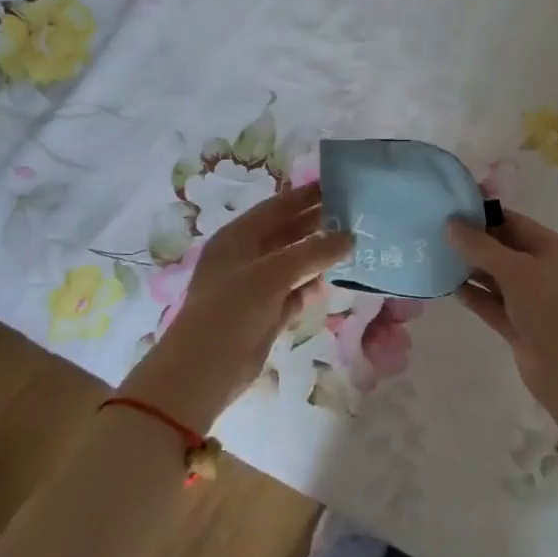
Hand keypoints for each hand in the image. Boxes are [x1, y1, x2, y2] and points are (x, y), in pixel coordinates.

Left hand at [123, 184, 351, 431]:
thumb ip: (313, 252)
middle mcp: (245, 258)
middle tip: (354, 216)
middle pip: (286, 233)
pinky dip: (310, 288)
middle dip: (317, 225)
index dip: (305, 196)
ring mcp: (254, 287)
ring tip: (353, 246)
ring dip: (318, 257)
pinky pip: (293, 293)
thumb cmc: (231, 310)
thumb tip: (349, 237)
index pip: (276, 207)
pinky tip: (331, 283)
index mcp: (237, 238)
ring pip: (293, 264)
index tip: (338, 185)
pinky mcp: (265, 315)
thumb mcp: (273, 274)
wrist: (203, 371)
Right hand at [446, 210, 557, 436]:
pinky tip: (447, 286)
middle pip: (504, 248)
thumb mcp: (516, 270)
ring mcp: (531, 299)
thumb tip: (450, 225)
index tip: (450, 208)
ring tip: (435, 256)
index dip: (484, 215)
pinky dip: (472, 294)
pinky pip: (491, 303)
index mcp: (554, 249)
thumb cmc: (550, 308)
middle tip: (435, 231)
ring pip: (495, 277)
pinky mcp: (518, 324)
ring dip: (469, 268)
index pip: (515, 222)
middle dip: (473, 241)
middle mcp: (544, 270)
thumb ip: (481, 246)